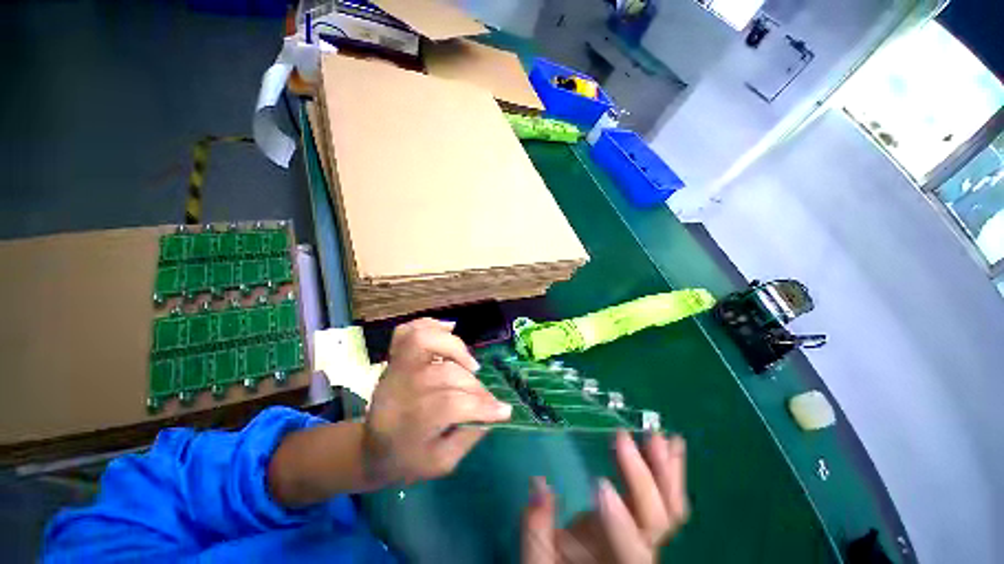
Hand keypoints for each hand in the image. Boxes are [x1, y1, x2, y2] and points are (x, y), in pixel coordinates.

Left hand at [363, 318, 512, 484]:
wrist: (370, 448)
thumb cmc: (406, 459)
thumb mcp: (440, 463)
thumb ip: (469, 436)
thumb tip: (493, 410)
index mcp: (407, 423)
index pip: (450, 405)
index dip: (482, 406)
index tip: (504, 411)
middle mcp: (398, 390)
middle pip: (445, 374)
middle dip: (475, 386)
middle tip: (486, 398)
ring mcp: (394, 370)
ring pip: (423, 341)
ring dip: (454, 347)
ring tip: (470, 364)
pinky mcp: (393, 359)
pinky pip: (407, 331)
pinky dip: (430, 325)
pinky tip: (448, 330)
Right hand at [522, 431, 688, 562]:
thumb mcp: (540, 559)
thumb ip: (537, 529)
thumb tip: (538, 484)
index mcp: (613, 563)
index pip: (629, 551)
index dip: (619, 522)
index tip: (599, 485)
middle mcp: (638, 548)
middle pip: (656, 521)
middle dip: (641, 478)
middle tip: (622, 437)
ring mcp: (645, 531)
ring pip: (670, 507)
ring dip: (664, 469)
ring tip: (656, 436)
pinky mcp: (643, 516)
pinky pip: (667, 497)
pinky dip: (670, 469)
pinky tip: (671, 445)